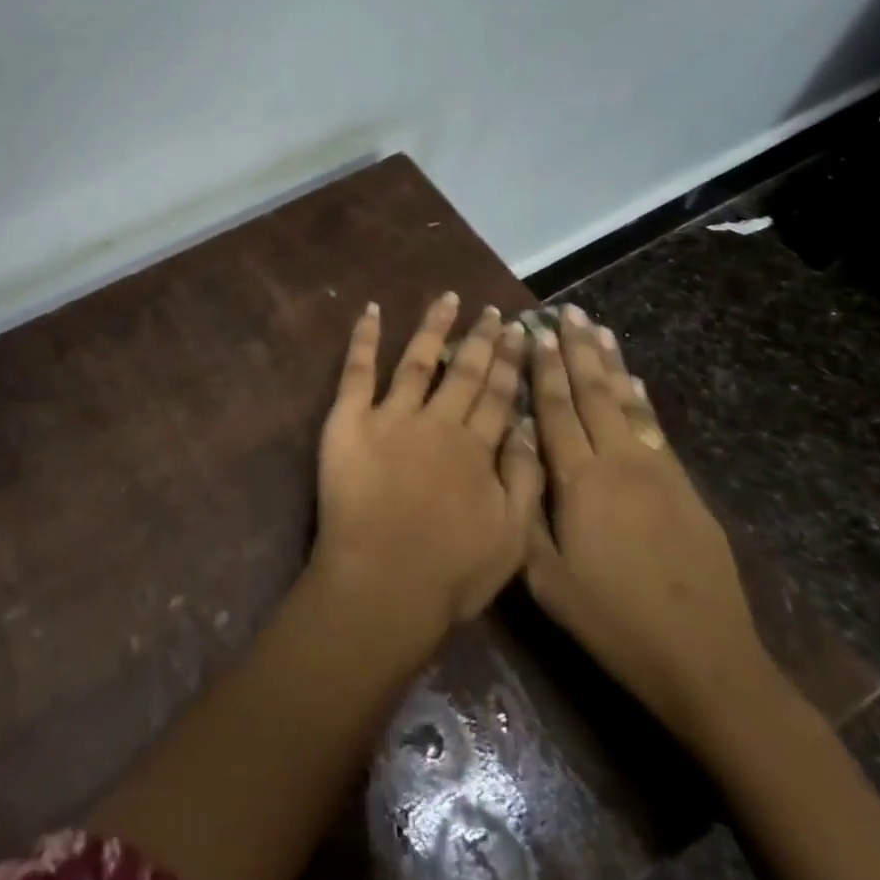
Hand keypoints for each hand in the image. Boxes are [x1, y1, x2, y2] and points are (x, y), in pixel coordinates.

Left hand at [312, 294, 542, 647]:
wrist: (383, 581)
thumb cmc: (450, 572)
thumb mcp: (512, 538)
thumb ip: (525, 480)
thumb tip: (529, 429)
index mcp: (477, 449)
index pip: (499, 396)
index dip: (511, 363)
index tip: (521, 334)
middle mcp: (438, 422)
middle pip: (465, 373)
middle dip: (482, 339)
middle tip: (493, 311)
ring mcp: (392, 416)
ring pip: (419, 360)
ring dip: (435, 328)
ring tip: (448, 298)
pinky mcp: (350, 419)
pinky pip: (358, 371)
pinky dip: (364, 338)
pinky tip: (372, 310)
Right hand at [522, 306, 786, 747]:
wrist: (706, 662)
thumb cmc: (611, 620)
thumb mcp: (546, 577)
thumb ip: (524, 507)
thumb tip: (513, 447)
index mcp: (580, 481)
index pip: (555, 409)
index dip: (543, 368)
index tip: (532, 331)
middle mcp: (620, 464)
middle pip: (593, 394)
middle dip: (576, 350)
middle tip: (564, 311)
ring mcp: (659, 474)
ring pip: (628, 403)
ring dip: (611, 363)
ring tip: (598, 328)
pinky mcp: (686, 490)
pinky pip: (657, 429)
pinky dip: (642, 399)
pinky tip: (636, 381)